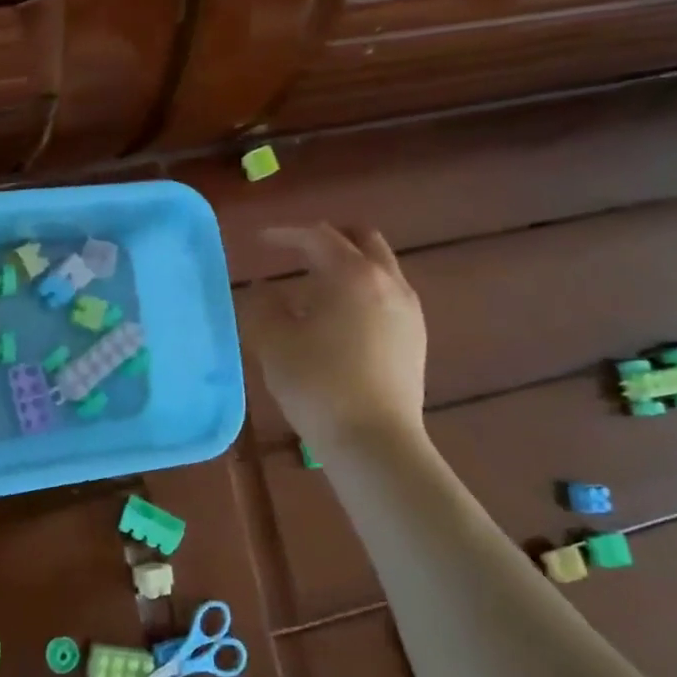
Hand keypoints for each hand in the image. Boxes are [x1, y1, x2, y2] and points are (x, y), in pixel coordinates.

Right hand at [242, 224, 427, 448]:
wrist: (374, 442)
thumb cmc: (317, 384)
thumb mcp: (273, 342)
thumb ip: (262, 305)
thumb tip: (263, 289)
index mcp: (352, 274)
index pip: (317, 237)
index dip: (285, 234)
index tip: (260, 241)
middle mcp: (387, 282)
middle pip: (362, 239)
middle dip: (329, 238)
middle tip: (299, 251)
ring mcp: (408, 310)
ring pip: (380, 267)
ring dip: (349, 265)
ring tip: (317, 287)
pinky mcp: (416, 337)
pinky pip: (389, 294)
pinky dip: (364, 290)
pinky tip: (342, 319)